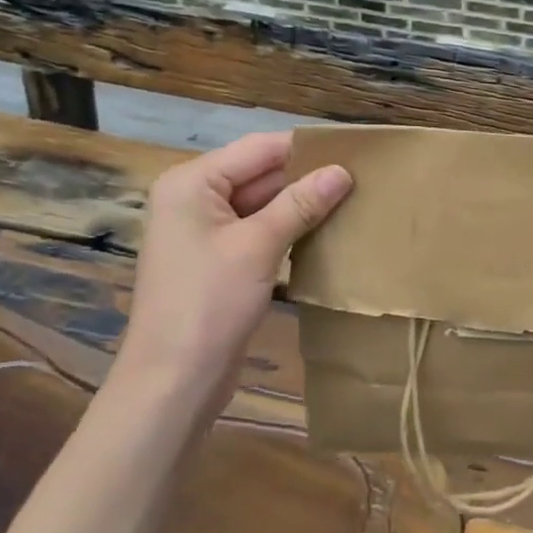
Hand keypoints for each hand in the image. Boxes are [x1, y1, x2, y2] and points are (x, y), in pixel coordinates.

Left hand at [119, 131, 351, 400]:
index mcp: (192, 182)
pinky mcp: (217, 259)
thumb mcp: (259, 246)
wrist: (172, 383)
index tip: (353, 150)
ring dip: (300, 204)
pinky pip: (257, 230)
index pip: (259, 148)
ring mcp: (203, 230)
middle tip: (360, 178)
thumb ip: (301, 203)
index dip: (305, 148)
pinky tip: (325, 231)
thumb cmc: (209, 304)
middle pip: (259, 173)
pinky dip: (287, 229)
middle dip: (305, 177)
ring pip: (262, 203)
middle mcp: (194, 198)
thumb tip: (343, 171)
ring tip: (352, 200)